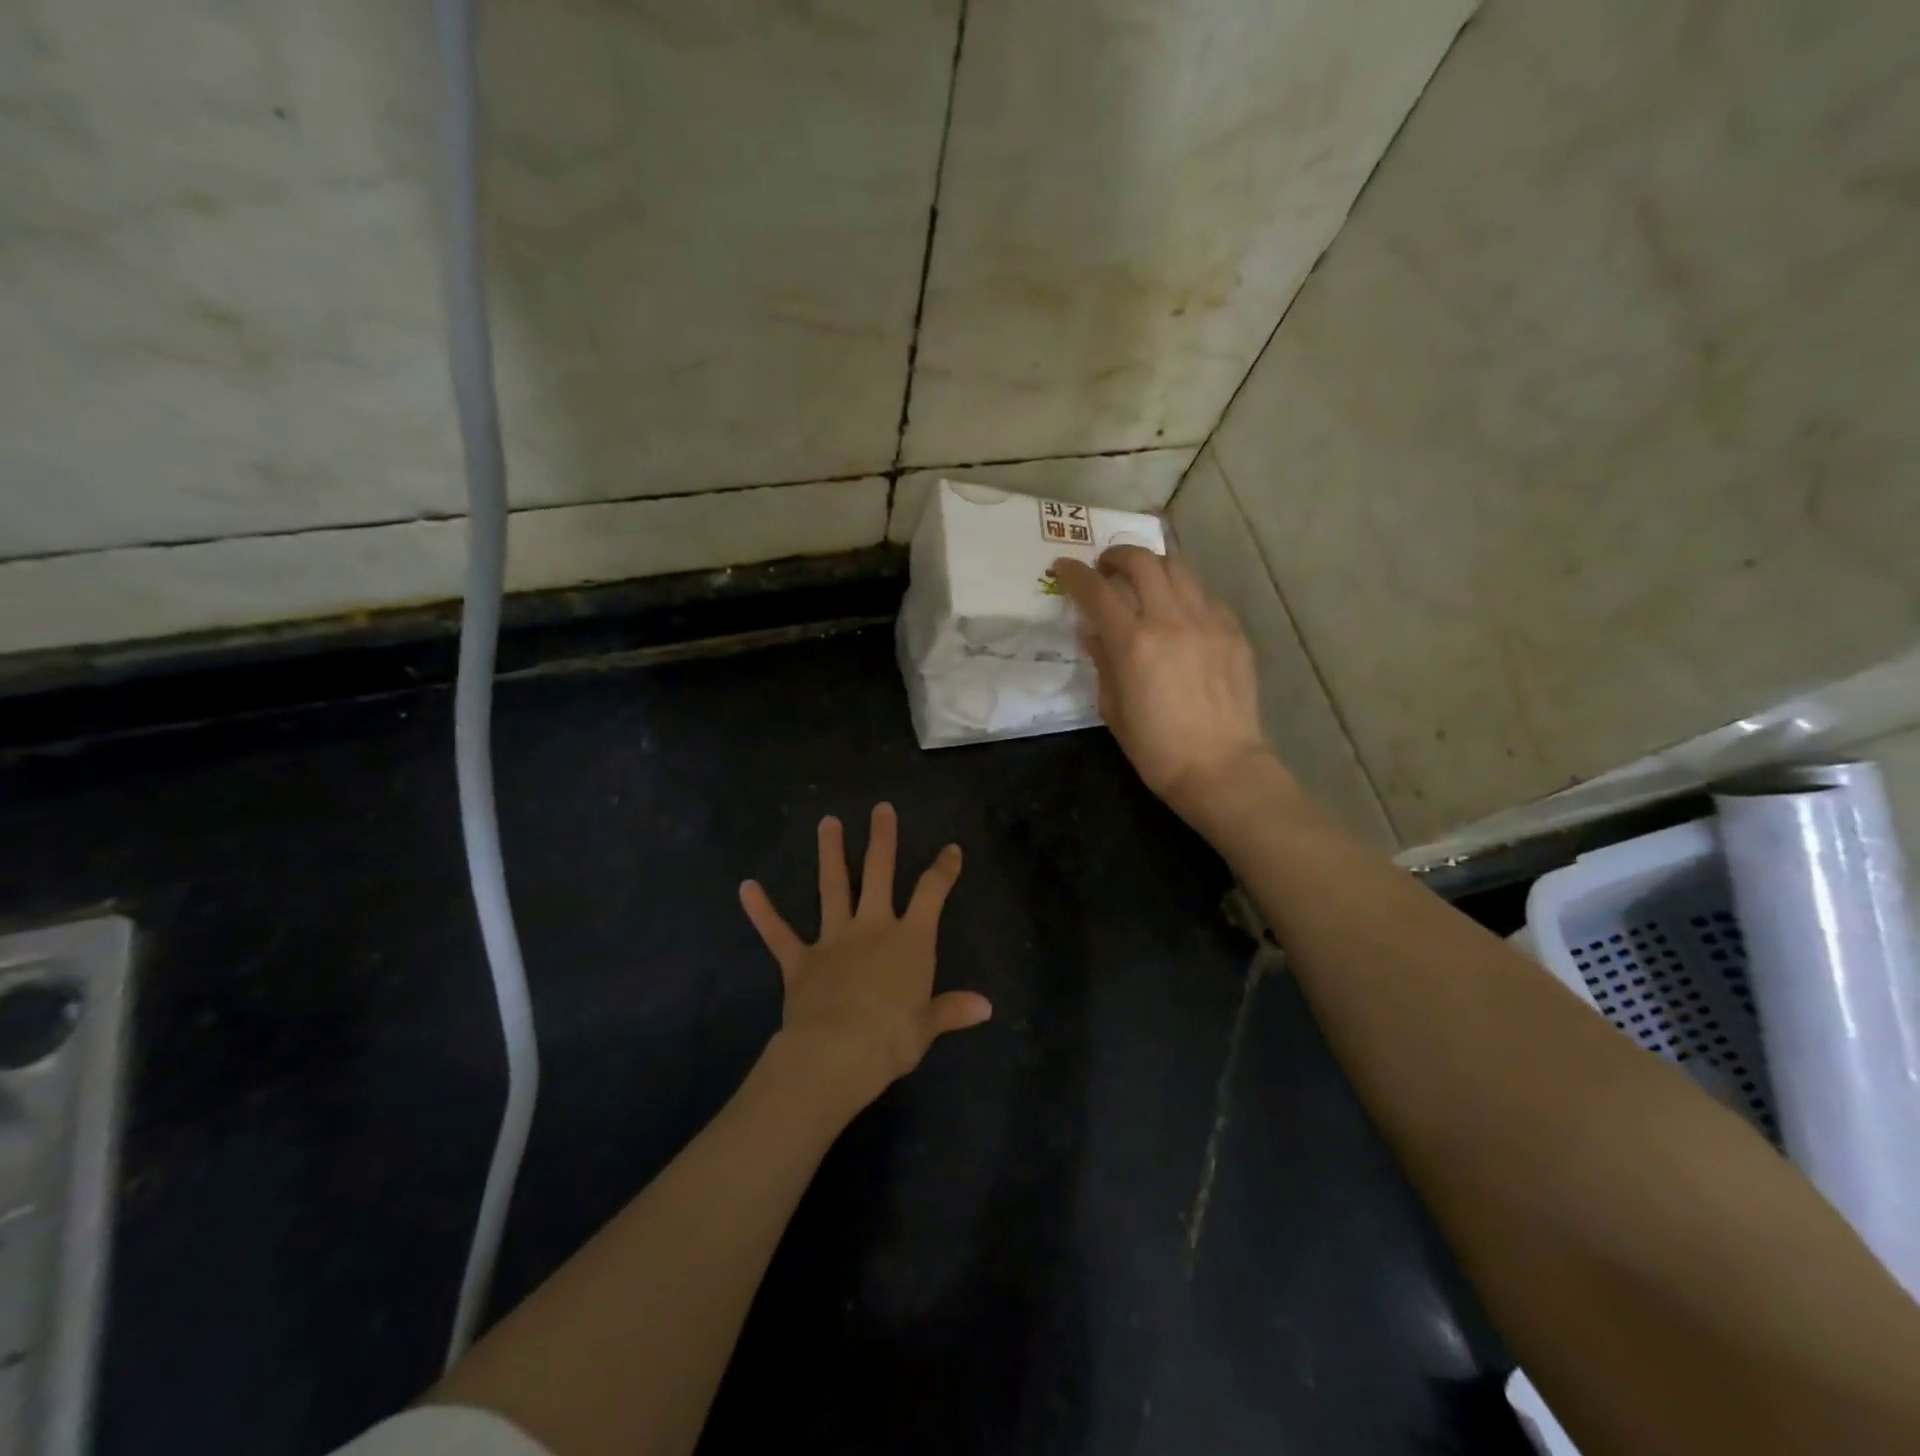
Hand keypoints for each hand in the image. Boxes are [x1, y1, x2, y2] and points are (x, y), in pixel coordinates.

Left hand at [738, 803, 991, 1116]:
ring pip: (832, 888)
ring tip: (827, 821)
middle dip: (881, 839)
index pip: (932, 894)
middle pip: (878, 873)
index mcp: (910, 940)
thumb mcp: (928, 1026)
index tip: (951, 848)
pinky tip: (746, 887)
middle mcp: (873, 928)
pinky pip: (778, 933)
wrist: (838, 1052)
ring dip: (829, 854)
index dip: (943, 869)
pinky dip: (762, 911)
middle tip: (880, 808)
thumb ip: (953, 1009)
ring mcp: (834, 939)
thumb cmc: (893, 1038)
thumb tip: (986, 1007)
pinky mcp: (800, 960)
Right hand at [1053, 547, 1286, 824]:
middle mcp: (1170, 620)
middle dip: (1117, 556)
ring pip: (1178, 567)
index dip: (1074, 574)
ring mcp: (1208, 621)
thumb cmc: (1156, 748)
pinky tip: (1179, 614)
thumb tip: (1094, 634)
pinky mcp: (1233, 630)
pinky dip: (1184, 593)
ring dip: (1153, 566)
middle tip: (1106, 568)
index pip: (1096, 591)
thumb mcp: (1113, 709)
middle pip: (1141, 561)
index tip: (1063, 567)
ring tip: (1144, 581)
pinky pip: (1204, 595)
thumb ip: (1102, 663)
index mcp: (1133, 643)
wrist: (1220, 767)